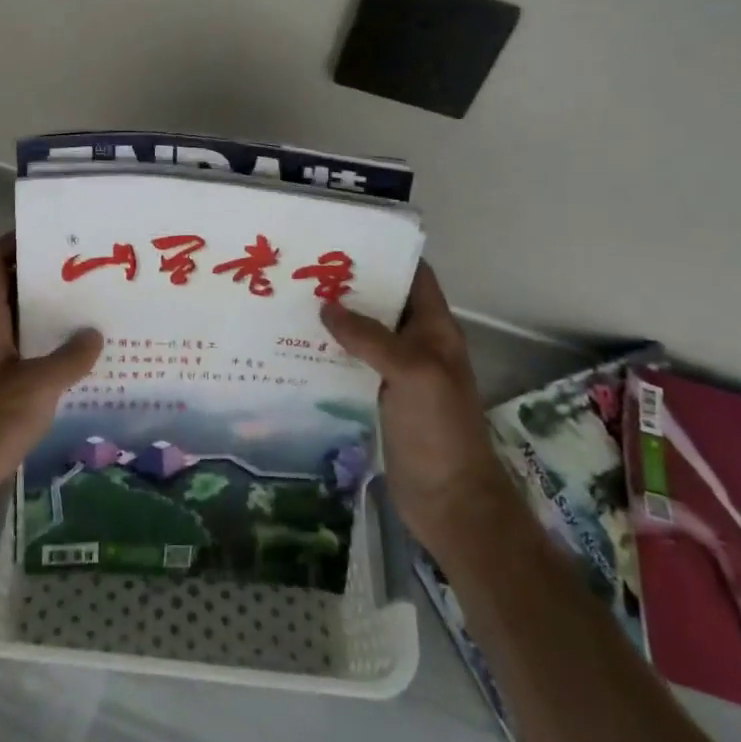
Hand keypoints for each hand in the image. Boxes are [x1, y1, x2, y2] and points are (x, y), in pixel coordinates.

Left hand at [0, 234, 102, 511]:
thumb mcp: (36, 387)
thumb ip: (69, 358)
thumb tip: (94, 334)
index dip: (17, 241)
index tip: (56, 236)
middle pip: (8, 289)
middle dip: (44, 278)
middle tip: (87, 273)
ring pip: (17, 324)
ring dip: (47, 316)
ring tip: (90, 311)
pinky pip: (21, 355)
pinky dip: (45, 350)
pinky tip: (77, 361)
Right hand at [320, 262, 500, 546]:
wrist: (450, 501)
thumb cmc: (439, 430)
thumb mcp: (412, 372)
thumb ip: (371, 337)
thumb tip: (326, 308)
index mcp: (434, 328)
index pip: (413, 275)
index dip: (384, 254)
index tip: (341, 240)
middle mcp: (416, 343)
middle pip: (382, 302)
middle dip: (348, 285)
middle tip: (302, 270)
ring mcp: (397, 372)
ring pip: (363, 333)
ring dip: (334, 320)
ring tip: (290, 302)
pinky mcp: (378, 397)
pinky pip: (351, 364)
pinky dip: (329, 353)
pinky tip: (296, 348)